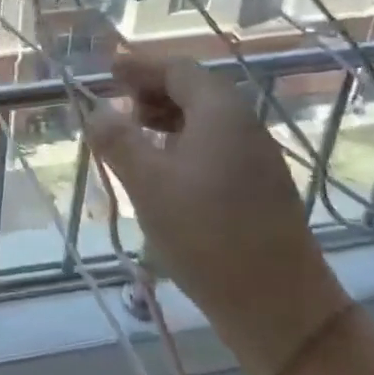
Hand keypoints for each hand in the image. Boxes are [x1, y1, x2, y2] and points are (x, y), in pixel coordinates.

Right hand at [86, 50, 351, 374]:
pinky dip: (184, 144)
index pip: (179, 69)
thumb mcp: (148, 184)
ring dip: (166, 119)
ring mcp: (257, 158)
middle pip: (195, 90)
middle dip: (152, 92)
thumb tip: (95, 110)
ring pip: (206, 121)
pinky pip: (216, 146)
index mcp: (221, 113)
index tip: (109, 73)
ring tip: (133, 139)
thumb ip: (117, 140)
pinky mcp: (261, 188)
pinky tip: (164, 172)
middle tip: (116, 107)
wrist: (279, 307)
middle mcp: (245, 125)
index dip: (141, 67)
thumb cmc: (206, 234)